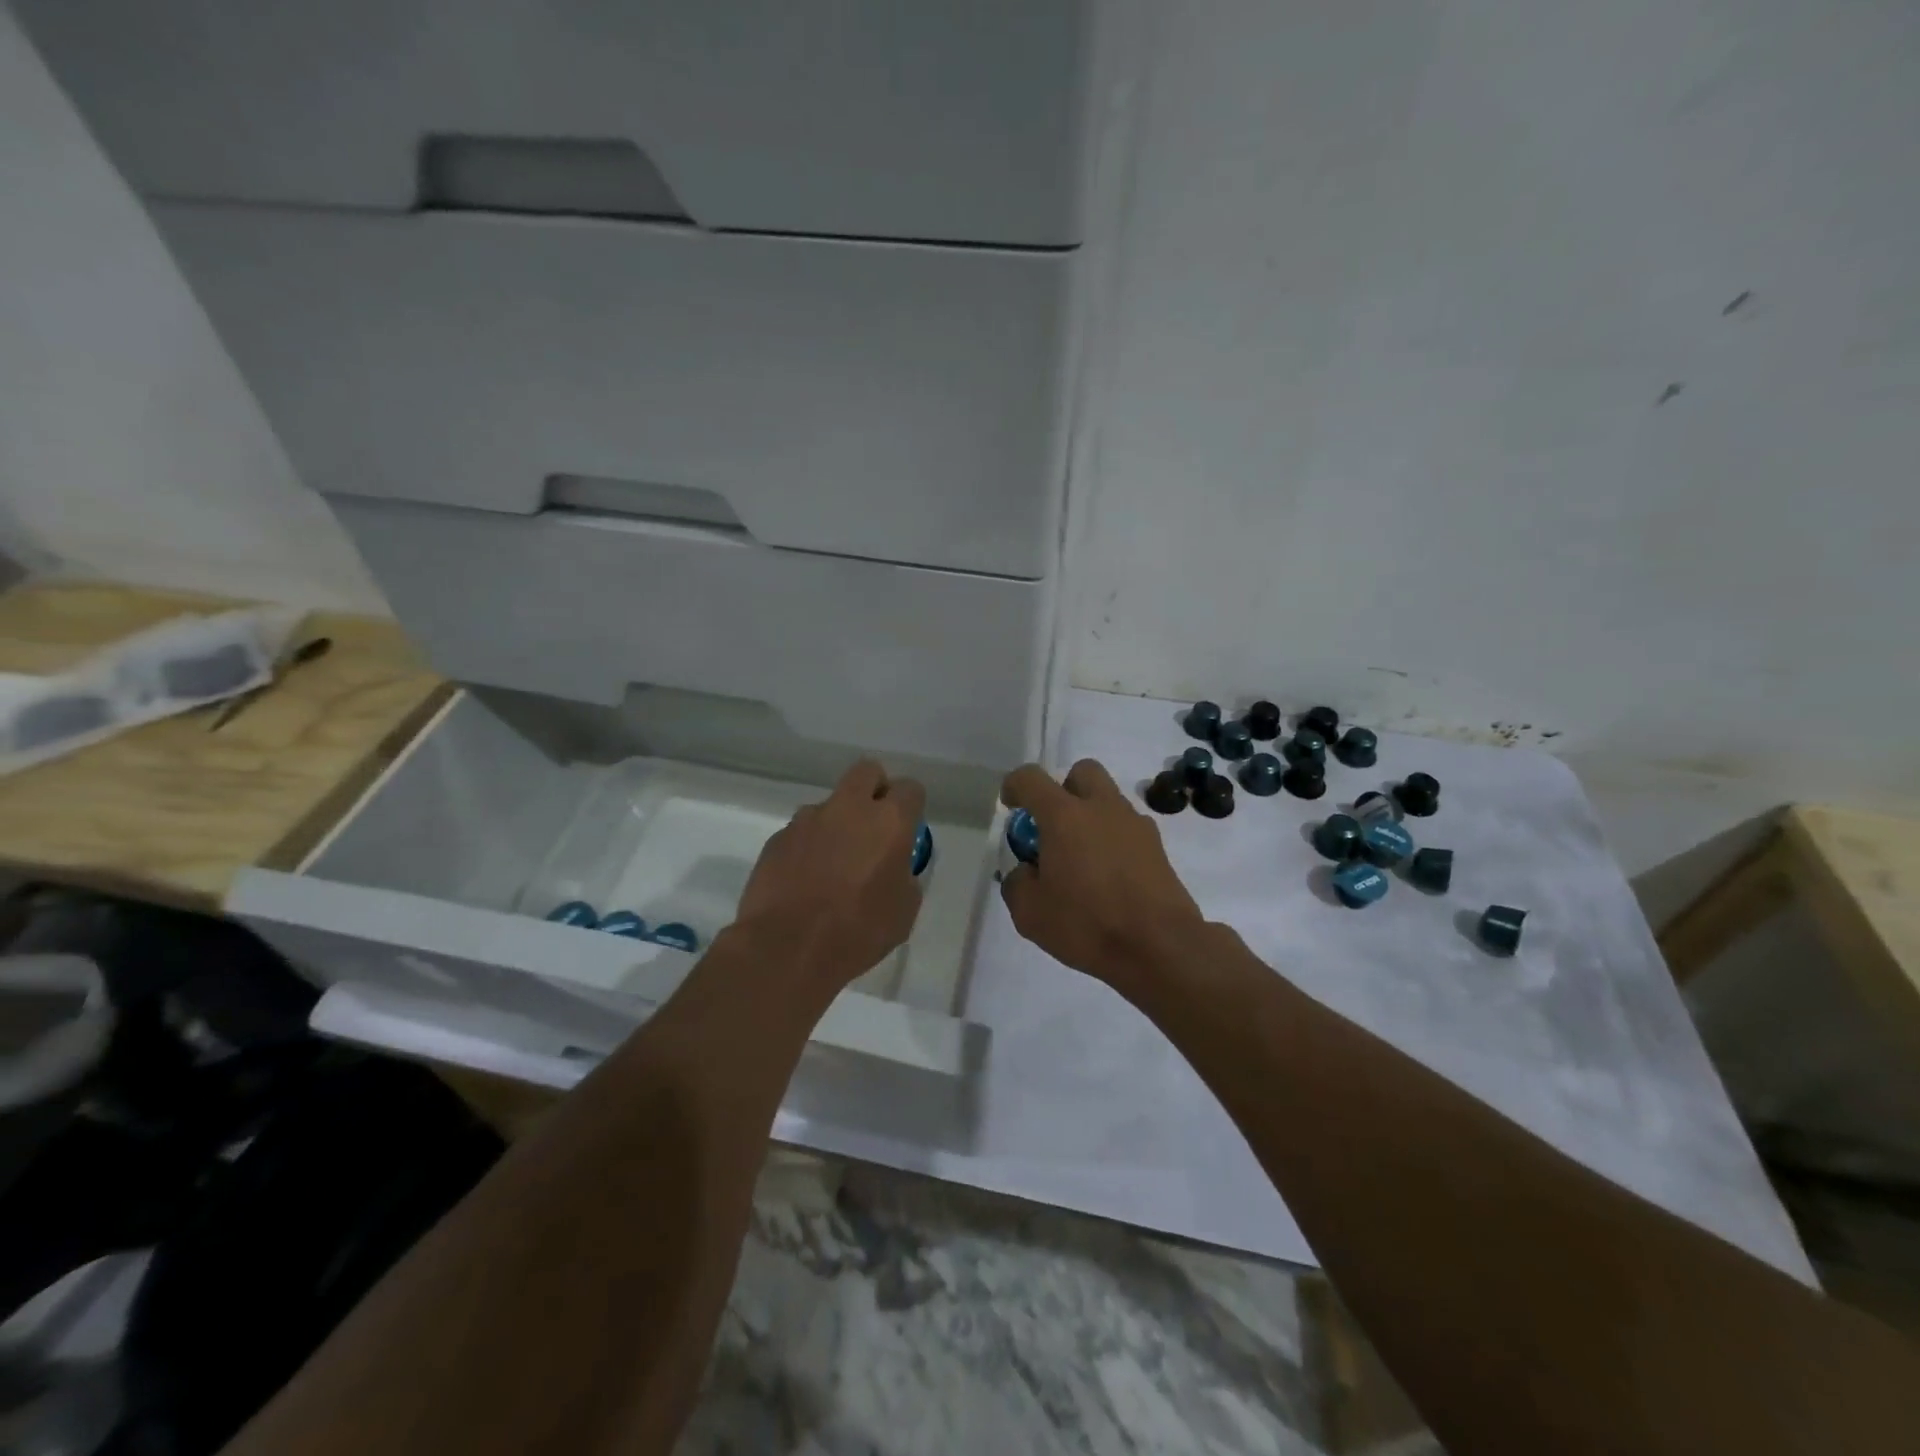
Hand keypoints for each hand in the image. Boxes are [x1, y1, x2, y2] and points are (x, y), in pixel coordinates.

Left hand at [735, 760, 926, 991]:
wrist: (787, 949)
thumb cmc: (858, 932)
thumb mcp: (903, 911)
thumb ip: (904, 876)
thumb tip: (894, 867)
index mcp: (889, 822)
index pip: (910, 789)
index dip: (911, 806)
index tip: (908, 828)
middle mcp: (848, 809)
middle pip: (867, 772)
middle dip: (874, 789)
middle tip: (873, 826)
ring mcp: (807, 820)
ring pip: (829, 805)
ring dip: (836, 824)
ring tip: (832, 866)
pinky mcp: (777, 838)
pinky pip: (800, 833)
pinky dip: (807, 848)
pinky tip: (804, 882)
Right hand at [999, 759, 1205, 989]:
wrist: (1160, 946)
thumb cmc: (1088, 924)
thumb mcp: (1031, 913)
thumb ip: (1017, 884)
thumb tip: (1025, 872)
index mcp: (1064, 816)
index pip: (1031, 778)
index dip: (1015, 786)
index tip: (1011, 805)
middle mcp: (1101, 808)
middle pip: (1082, 772)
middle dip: (1064, 789)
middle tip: (1055, 825)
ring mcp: (1135, 824)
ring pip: (1108, 799)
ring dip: (1091, 815)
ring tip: (1082, 858)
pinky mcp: (1157, 846)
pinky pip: (1127, 827)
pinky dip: (1113, 839)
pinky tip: (1109, 875)